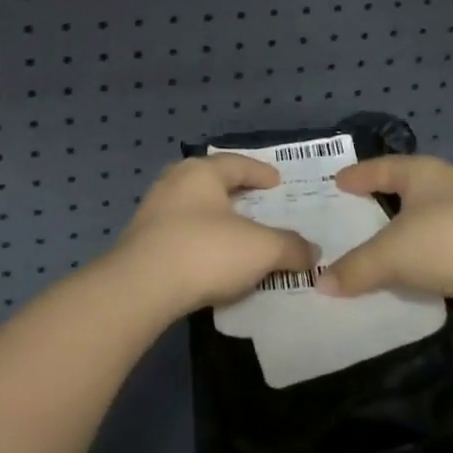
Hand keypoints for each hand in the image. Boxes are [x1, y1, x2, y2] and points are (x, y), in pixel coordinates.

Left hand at [115, 155, 317, 315]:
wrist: (140, 288)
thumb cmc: (205, 252)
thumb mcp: (261, 249)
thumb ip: (290, 247)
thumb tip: (312, 252)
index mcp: (201, 172)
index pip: (237, 163)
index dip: (260, 172)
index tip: (277, 182)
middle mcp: (174, 182)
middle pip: (211, 181)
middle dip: (234, 192)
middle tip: (256, 202)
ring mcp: (152, 211)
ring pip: (192, 207)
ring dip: (214, 218)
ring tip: (234, 233)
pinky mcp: (140, 242)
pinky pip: (178, 233)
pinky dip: (198, 240)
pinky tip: (209, 258)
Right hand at [317, 156, 452, 302]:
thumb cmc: (448, 241)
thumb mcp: (391, 254)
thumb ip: (355, 268)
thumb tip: (320, 282)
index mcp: (422, 173)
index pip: (382, 167)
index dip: (359, 174)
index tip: (338, 181)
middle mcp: (447, 188)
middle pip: (405, 191)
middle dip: (380, 202)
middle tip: (351, 215)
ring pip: (425, 223)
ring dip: (404, 236)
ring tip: (376, 251)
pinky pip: (441, 251)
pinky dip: (423, 260)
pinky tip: (410, 276)